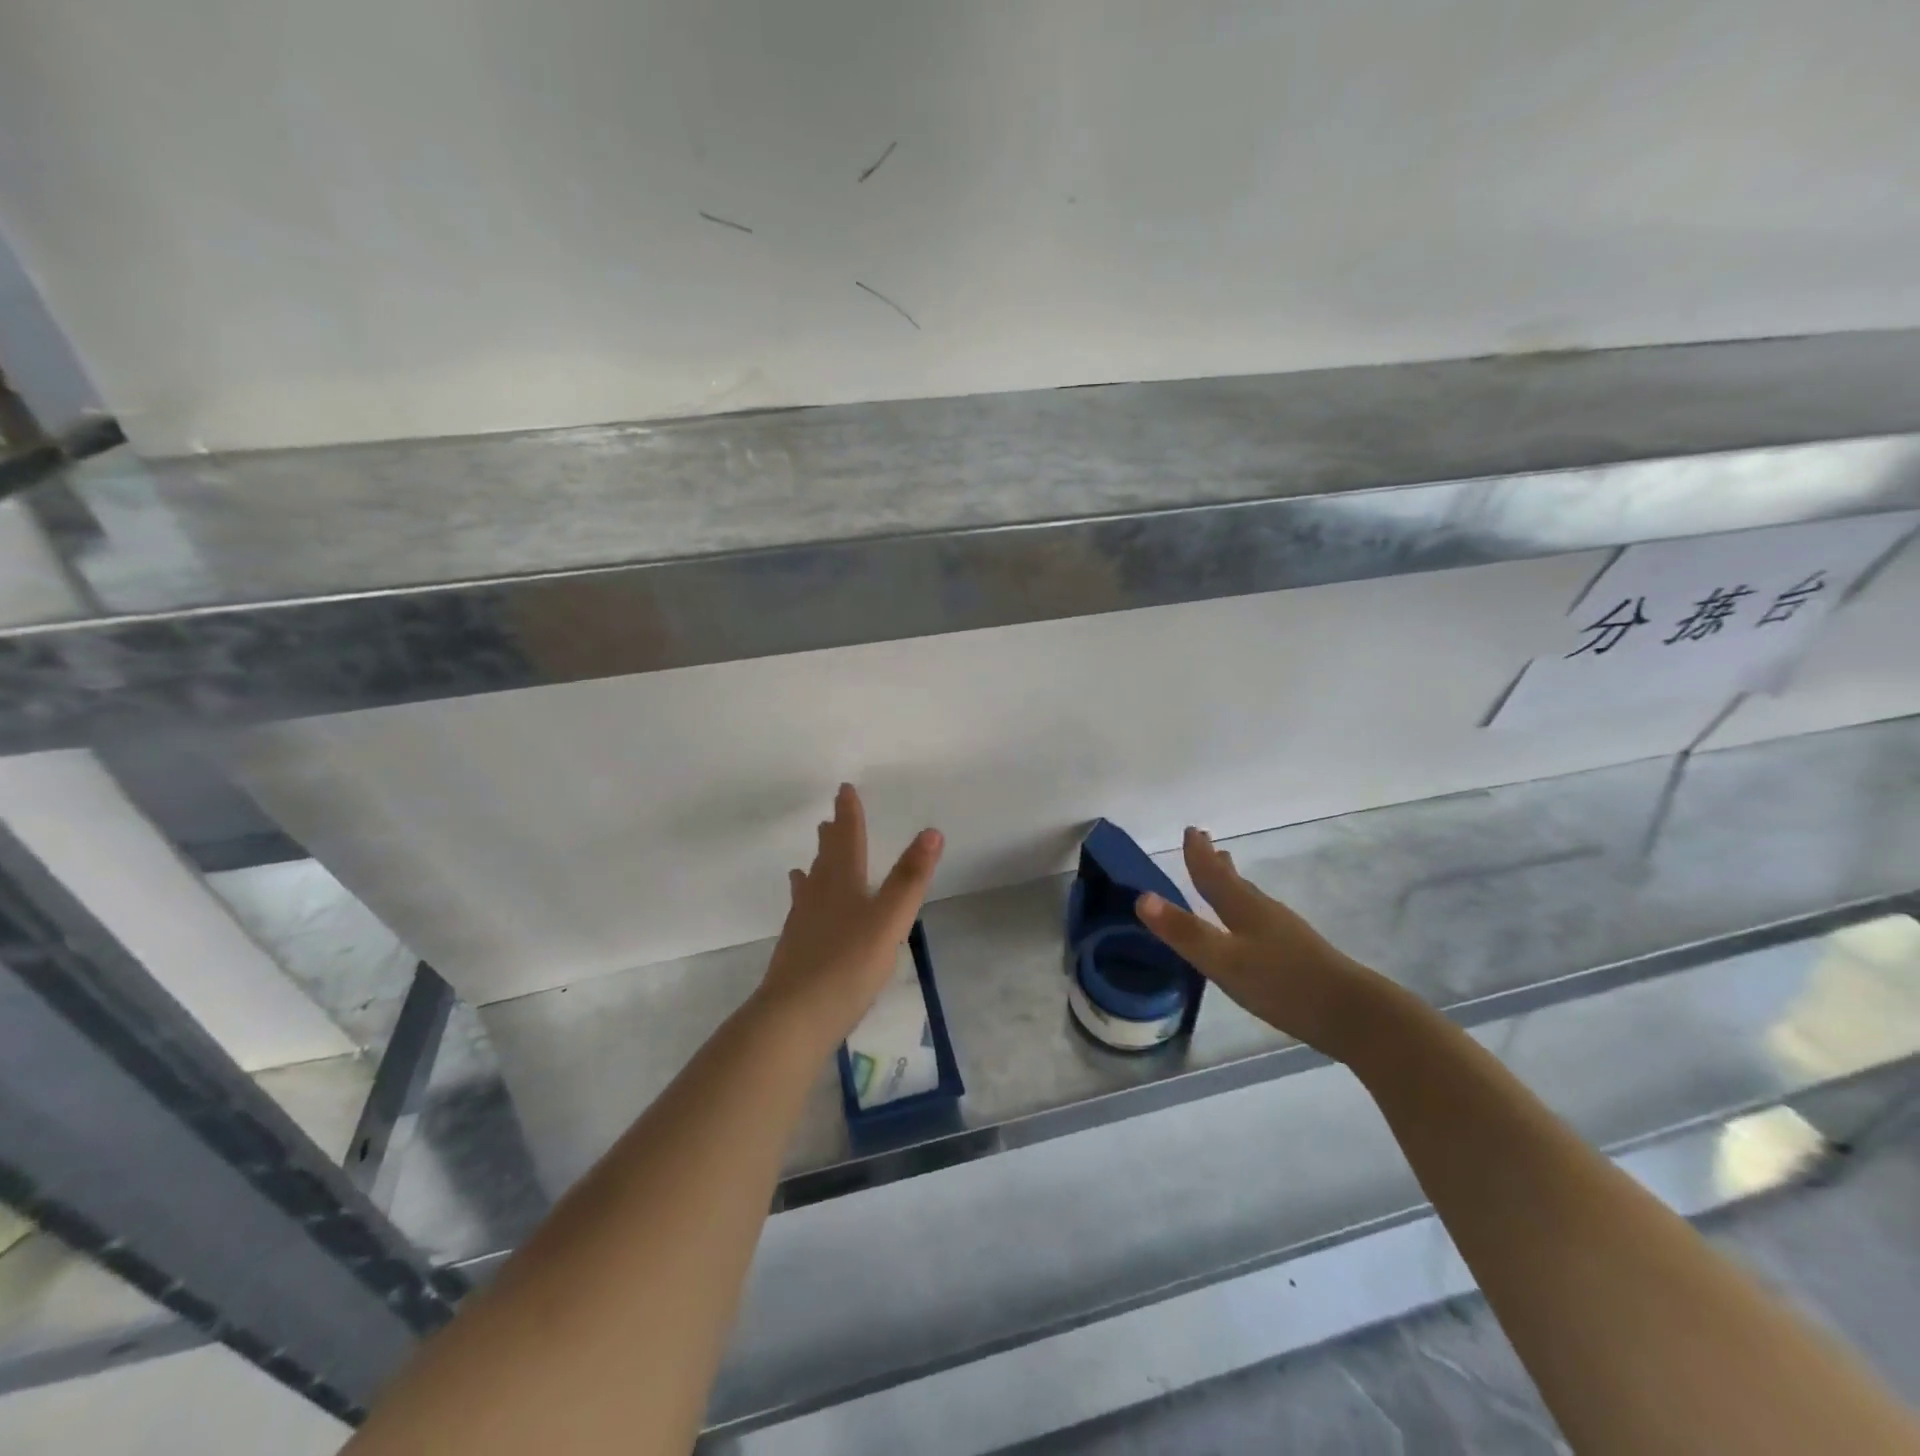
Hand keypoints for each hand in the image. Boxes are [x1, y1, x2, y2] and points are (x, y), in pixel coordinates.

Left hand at [756, 784, 943, 1049]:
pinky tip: (804, 915)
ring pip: (810, 886)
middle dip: (832, 838)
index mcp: (843, 884)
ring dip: (816, 867)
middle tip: (830, 818)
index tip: (844, 790)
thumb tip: (931, 831)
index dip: (849, 815)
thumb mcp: (890, 920)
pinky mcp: (795, 951)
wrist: (794, 1017)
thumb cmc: (848, 964)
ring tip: (810, 860)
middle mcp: (818, 897)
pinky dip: (806, 902)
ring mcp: (803, 924)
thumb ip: (910, 879)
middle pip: (826, 859)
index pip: (848, 840)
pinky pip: (802, 913)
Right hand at [1137, 827, 1402, 1061]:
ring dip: (1234, 882)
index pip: (1214, 875)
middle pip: (1235, 881)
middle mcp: (1264, 912)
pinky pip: (1262, 917)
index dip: (1198, 855)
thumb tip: (1141, 897)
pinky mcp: (1299, 953)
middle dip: (1216, 863)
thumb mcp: (1224, 962)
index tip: (1190, 830)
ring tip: (1227, 871)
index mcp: (1244, 909)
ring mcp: (1285, 932)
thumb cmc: (1283, 984)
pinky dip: (1247, 907)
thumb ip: (1184, 932)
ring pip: (1251, 898)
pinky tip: (1253, 924)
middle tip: (1206, 842)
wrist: (1354, 1015)